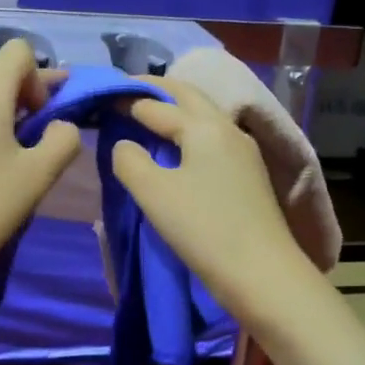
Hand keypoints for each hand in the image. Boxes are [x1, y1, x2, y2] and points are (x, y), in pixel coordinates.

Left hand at [0, 38, 82, 293]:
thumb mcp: (39, 175)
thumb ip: (63, 140)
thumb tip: (61, 127)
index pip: (17, 52)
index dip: (41, 75)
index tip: (45, 116)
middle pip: (5, 80)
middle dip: (35, 101)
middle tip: (54, 139)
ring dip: (18, 123)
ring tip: (30, 163)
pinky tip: (3, 174)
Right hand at [110, 78, 317, 324]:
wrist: (263, 274)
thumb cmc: (203, 228)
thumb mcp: (153, 193)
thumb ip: (129, 160)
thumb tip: (124, 144)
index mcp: (204, 126)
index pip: (156, 104)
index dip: (126, 100)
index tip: (101, 99)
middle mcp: (227, 129)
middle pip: (188, 96)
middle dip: (157, 90)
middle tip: (127, 91)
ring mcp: (243, 151)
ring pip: (204, 116)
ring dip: (175, 109)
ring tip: (148, 115)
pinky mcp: (248, 175)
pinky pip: (212, 138)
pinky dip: (188, 131)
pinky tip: (178, 147)